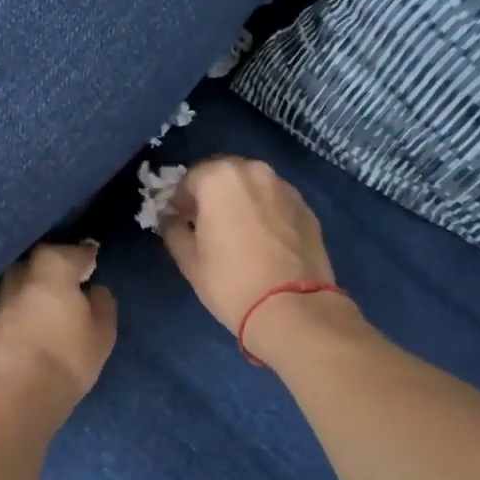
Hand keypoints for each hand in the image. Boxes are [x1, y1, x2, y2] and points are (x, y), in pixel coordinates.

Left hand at [0, 243, 117, 420]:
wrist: (11, 397)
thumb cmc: (66, 360)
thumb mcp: (102, 333)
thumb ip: (102, 303)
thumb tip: (94, 289)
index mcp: (52, 265)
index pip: (74, 251)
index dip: (86, 257)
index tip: (92, 263)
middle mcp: (18, 270)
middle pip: (40, 261)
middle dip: (53, 268)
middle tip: (66, 284)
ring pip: (17, 282)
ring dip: (29, 289)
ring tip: (42, 306)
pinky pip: (2, 305)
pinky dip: (12, 310)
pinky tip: (19, 325)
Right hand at [159, 158, 340, 352]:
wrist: (294, 308)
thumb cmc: (231, 282)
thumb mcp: (188, 259)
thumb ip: (173, 229)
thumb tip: (172, 219)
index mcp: (219, 177)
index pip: (188, 178)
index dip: (179, 200)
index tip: (179, 221)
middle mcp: (254, 171)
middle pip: (222, 174)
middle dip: (210, 193)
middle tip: (206, 223)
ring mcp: (284, 187)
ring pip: (252, 184)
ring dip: (239, 199)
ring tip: (237, 230)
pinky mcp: (306, 207)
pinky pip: (274, 200)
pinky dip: (264, 210)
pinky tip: (263, 238)